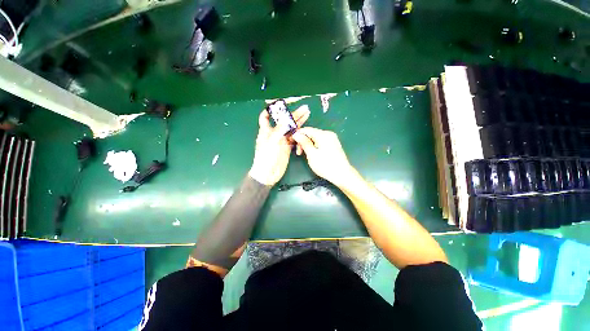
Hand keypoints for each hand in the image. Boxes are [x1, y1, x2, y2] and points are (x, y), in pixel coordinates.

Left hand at [249, 105, 309, 185]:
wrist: (268, 174)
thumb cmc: (266, 157)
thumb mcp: (272, 142)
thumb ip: (279, 130)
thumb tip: (286, 118)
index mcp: (266, 131)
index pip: (266, 116)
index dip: (271, 110)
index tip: (281, 104)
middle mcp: (274, 134)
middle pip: (284, 121)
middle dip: (293, 114)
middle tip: (304, 109)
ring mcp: (281, 140)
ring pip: (290, 129)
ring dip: (298, 122)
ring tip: (307, 114)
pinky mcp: (287, 147)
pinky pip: (294, 138)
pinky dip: (299, 134)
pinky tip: (304, 130)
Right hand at [292, 127, 354, 186]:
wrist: (342, 174)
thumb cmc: (326, 165)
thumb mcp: (312, 154)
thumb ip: (304, 142)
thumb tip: (296, 134)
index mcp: (323, 135)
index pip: (306, 130)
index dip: (297, 135)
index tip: (291, 143)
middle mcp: (328, 134)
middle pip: (311, 133)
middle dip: (303, 141)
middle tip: (299, 153)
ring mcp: (332, 139)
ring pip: (315, 138)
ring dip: (308, 145)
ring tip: (305, 155)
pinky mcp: (333, 144)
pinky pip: (320, 142)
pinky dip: (314, 146)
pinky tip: (313, 153)